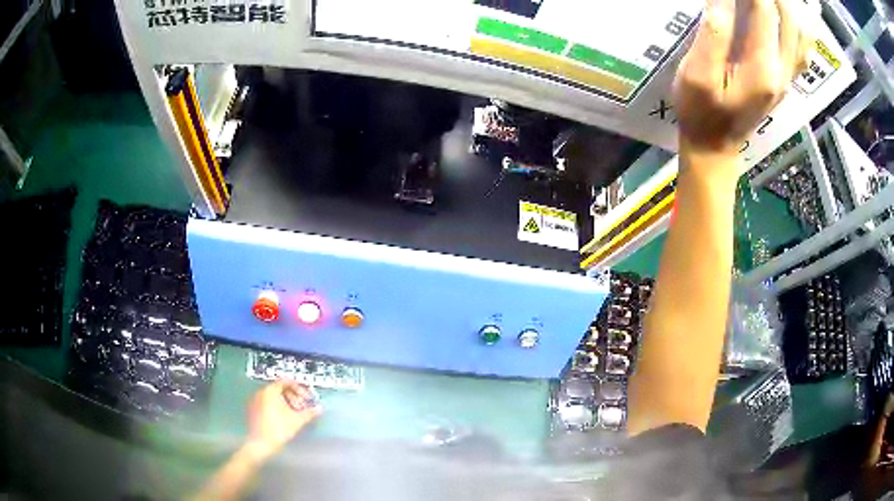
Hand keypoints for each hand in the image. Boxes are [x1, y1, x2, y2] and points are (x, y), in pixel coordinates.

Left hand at [246, 380, 321, 456]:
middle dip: (293, 396)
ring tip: (294, 414)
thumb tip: (319, 408)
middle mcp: (260, 392)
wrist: (260, 444)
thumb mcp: (297, 420)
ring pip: (273, 397)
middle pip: (279, 388)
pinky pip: (267, 403)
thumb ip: (309, 412)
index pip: (285, 381)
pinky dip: (276, 407)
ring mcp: (255, 401)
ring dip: (285, 402)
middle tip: (302, 407)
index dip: (298, 388)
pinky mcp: (253, 410)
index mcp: (270, 391)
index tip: (306, 397)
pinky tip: (283, 418)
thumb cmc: (278, 429)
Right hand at [674, 0, 811, 155]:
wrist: (716, 145)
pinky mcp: (787, 77)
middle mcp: (782, 69)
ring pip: (801, 30)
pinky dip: (798, 23)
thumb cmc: (700, 110)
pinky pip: (803, 46)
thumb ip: (715, 33)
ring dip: (787, 4)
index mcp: (762, 67)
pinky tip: (786, 12)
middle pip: (788, 16)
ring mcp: (788, 75)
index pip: (763, 9)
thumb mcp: (698, 73)